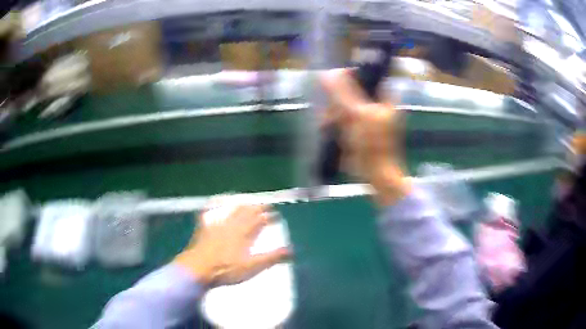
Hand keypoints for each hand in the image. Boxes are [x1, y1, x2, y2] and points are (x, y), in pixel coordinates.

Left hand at [174, 204, 289, 285]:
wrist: (198, 269)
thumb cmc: (227, 270)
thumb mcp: (252, 267)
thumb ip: (271, 258)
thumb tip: (290, 250)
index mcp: (244, 234)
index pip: (259, 221)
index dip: (268, 216)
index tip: (276, 214)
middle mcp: (232, 226)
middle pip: (246, 213)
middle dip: (257, 208)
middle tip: (264, 205)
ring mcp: (217, 226)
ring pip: (231, 212)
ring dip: (240, 206)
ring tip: (247, 203)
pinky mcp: (204, 229)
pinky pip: (209, 214)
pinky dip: (212, 207)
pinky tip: (212, 203)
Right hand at [320, 69, 410, 205]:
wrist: (376, 173)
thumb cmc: (372, 143)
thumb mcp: (357, 114)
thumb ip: (342, 93)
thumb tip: (327, 73)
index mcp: (384, 96)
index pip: (365, 75)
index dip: (348, 77)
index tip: (335, 87)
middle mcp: (377, 102)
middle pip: (352, 90)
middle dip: (338, 100)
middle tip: (332, 112)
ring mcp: (368, 115)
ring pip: (345, 103)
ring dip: (334, 111)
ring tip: (328, 122)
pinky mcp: (359, 126)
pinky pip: (344, 116)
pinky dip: (335, 120)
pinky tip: (328, 126)